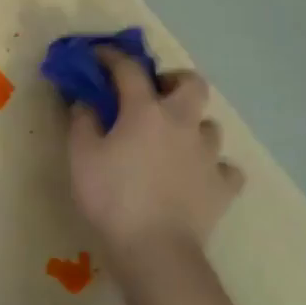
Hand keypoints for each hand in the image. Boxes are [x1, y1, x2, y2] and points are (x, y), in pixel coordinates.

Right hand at [66, 51, 244, 273]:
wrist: (155, 249)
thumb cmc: (111, 197)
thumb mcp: (81, 156)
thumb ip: (82, 121)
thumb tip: (86, 101)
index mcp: (146, 111)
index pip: (129, 69)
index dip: (112, 57)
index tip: (98, 56)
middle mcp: (183, 123)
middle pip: (192, 84)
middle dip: (174, 82)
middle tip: (154, 96)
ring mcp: (208, 154)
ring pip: (209, 126)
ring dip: (191, 127)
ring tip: (173, 143)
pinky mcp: (223, 186)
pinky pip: (224, 167)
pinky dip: (211, 167)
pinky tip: (197, 176)